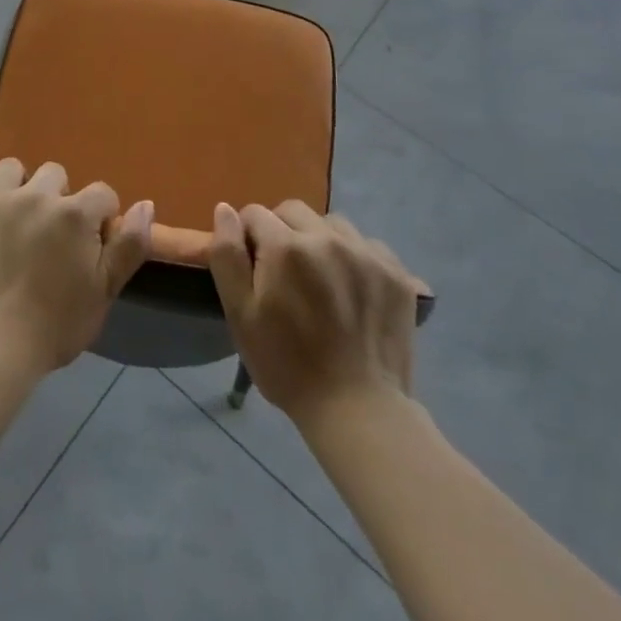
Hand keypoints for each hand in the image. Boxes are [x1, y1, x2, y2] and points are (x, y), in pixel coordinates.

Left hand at [0, 159, 154, 376]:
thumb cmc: (54, 326)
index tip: (90, 245)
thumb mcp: (104, 292)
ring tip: (15, 216)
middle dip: (59, 198)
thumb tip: (147, 204)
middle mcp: (36, 195)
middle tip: (50, 235)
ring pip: (12, 168)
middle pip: (55, 173)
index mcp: (74, 213)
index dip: (101, 218)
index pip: (102, 193)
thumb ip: (130, 246)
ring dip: (18, 185)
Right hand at [209, 200, 423, 424]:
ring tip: (321, 280)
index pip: (255, 214)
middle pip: (293, 211)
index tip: (254, 271)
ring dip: (319, 241)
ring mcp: (366, 253)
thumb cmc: (287, 365)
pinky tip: (352, 290)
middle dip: (282, 232)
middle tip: (285, 275)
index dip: (249, 239)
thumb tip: (224, 209)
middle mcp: (327, 238)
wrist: (357, 411)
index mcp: (286, 247)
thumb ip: (227, 256)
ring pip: (331, 224)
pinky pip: (366, 244)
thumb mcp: (241, 315)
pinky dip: (354, 257)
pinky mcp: (396, 273)